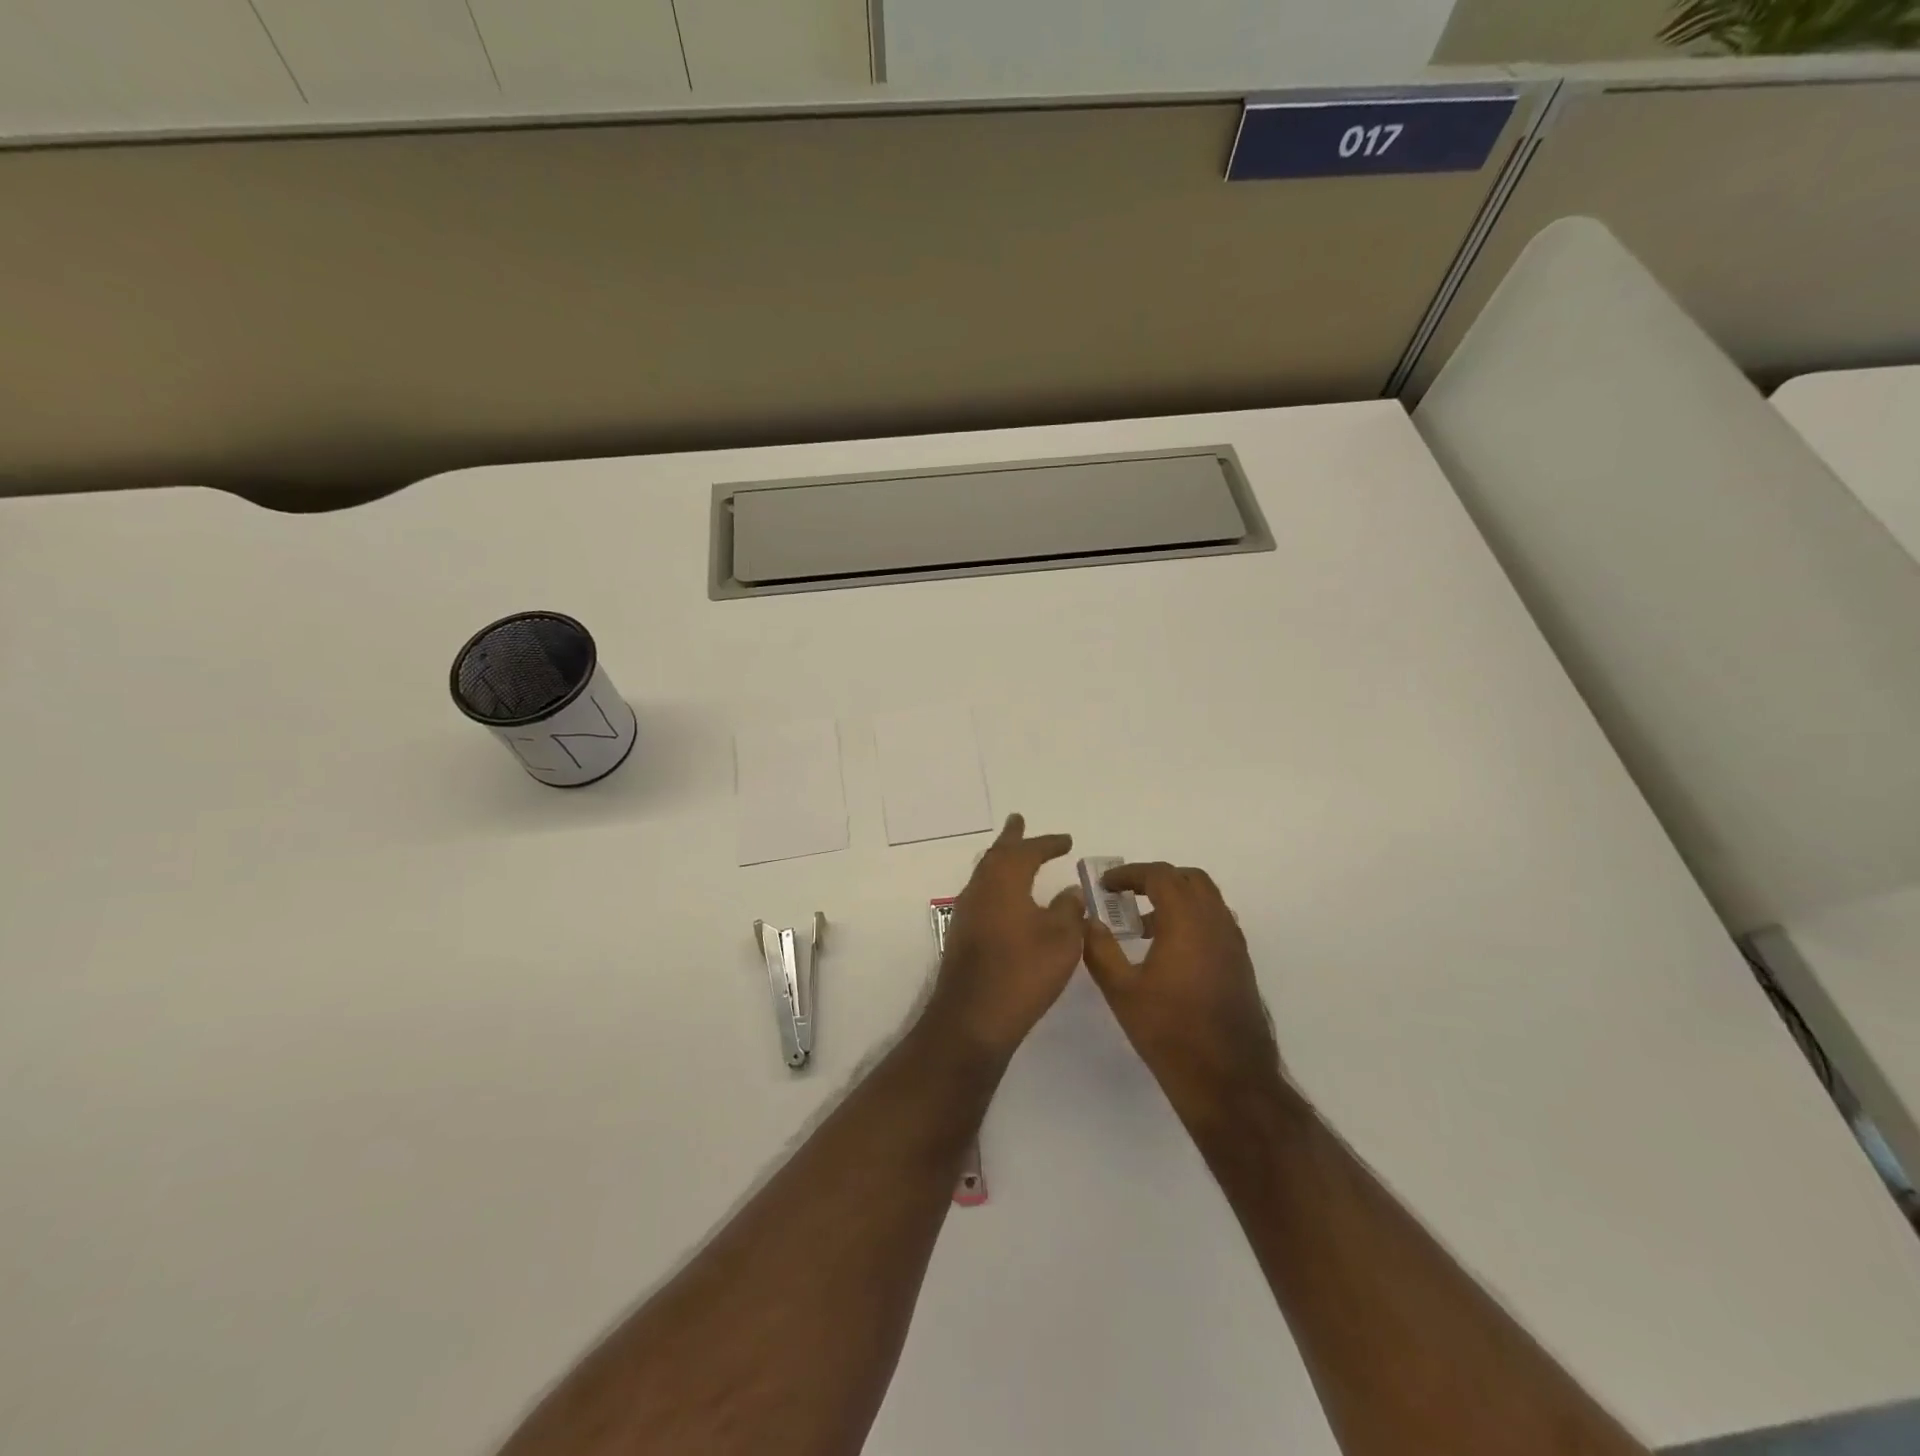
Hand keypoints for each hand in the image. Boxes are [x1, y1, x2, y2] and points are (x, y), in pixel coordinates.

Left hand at [923, 815, 1084, 1064]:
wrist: (972, 1017)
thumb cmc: (1023, 972)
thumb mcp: (1061, 940)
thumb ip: (1069, 910)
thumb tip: (1070, 891)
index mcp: (1004, 881)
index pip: (1027, 851)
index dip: (1048, 844)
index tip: (1066, 840)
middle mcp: (980, 889)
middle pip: (997, 855)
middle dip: (1012, 839)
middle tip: (1018, 821)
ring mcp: (966, 912)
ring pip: (985, 874)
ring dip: (1001, 860)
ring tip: (1014, 854)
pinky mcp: (962, 935)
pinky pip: (981, 895)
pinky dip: (996, 885)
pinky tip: (1005, 899)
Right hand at [1081, 863, 1281, 1123]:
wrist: (1229, 1080)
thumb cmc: (1169, 1032)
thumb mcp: (1121, 991)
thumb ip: (1100, 950)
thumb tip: (1088, 922)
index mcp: (1186, 921)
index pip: (1160, 875)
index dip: (1130, 874)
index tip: (1106, 885)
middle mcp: (1216, 922)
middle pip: (1190, 879)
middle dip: (1157, 879)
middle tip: (1127, 895)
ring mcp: (1233, 943)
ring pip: (1207, 900)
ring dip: (1177, 899)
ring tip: (1144, 925)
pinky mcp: (1241, 964)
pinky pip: (1216, 923)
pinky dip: (1193, 920)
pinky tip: (1170, 952)